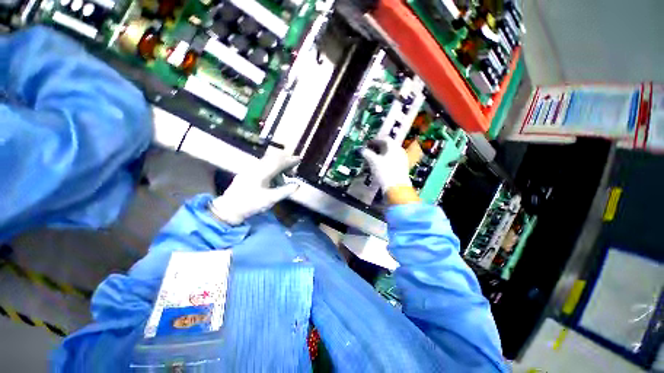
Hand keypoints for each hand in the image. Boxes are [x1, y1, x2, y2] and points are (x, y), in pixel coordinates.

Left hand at [210, 154, 299, 224]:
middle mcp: (256, 168)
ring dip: (278, 167)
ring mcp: (250, 170)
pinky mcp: (247, 174)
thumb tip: (297, 185)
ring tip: (285, 179)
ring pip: (268, 163)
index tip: (299, 159)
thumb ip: (285, 191)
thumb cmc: (250, 204)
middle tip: (293, 169)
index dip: (290, 160)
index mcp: (262, 173)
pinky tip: (274, 181)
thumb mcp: (270, 199)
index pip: (279, 162)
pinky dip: (272, 171)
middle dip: (285, 162)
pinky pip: (263, 167)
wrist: (229, 209)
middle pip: (273, 159)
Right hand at [361, 137, 419, 204]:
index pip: (384, 139)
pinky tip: (378, 167)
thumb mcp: (373, 161)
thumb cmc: (384, 172)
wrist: (396, 188)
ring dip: (380, 155)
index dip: (374, 140)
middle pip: (388, 146)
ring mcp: (402, 160)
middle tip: (368, 151)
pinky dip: (384, 161)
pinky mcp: (401, 168)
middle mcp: (400, 151)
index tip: (367, 144)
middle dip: (377, 148)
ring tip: (371, 160)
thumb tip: (361, 149)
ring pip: (389, 154)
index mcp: (394, 147)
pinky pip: (392, 161)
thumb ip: (366, 153)